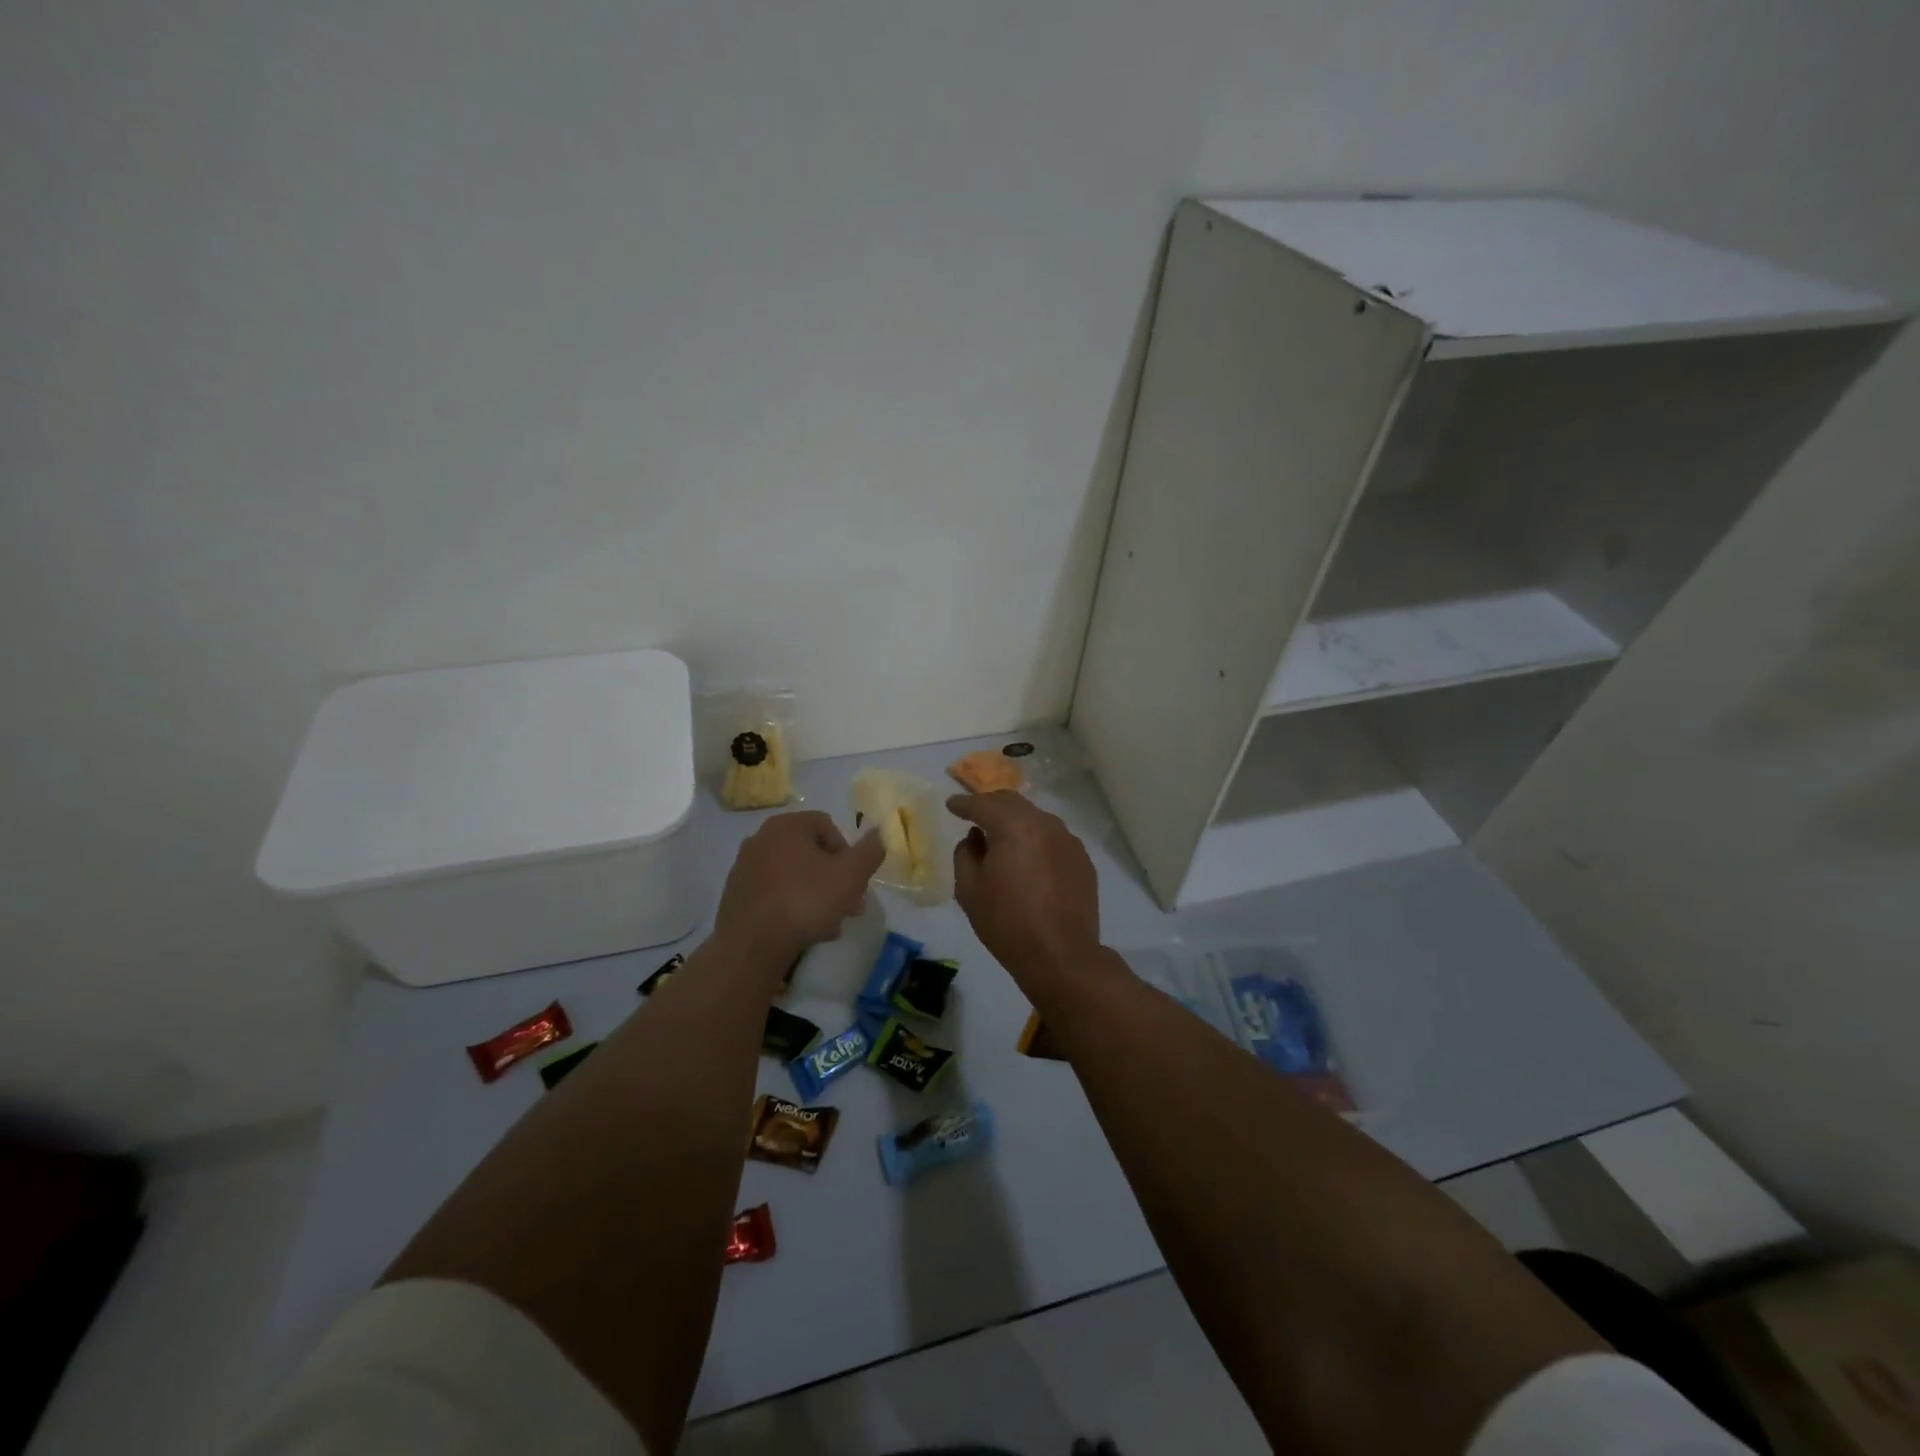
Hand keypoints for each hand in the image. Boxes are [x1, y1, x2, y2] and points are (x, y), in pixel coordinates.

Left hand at [715, 811, 883, 974]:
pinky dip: (792, 905)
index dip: (848, 851)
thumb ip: (870, 851)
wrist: (751, 945)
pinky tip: (804, 930)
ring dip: (816, 894)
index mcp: (787, 826)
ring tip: (830, 924)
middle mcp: (761, 839)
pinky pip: (774, 892)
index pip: (827, 825)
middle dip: (834, 878)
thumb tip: (878, 833)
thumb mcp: (850, 875)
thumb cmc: (805, 901)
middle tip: (850, 906)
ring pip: (793, 875)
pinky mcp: (736, 895)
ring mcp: (745, 867)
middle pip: (810, 852)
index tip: (855, 880)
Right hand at [949, 791, 1103, 995]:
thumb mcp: (969, 889)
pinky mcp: (1082, 859)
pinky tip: (1029, 860)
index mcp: (1014, 826)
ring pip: (1035, 819)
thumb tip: (975, 839)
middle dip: (991, 805)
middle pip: (1012, 802)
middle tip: (975, 814)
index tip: (951, 804)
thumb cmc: (1007, 922)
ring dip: (1016, 822)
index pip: (983, 804)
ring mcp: (1068, 840)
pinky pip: (1053, 839)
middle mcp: (1044, 824)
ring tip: (1002, 838)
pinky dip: (1036, 840)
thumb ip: (965, 854)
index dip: (963, 803)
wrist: (1061, 955)